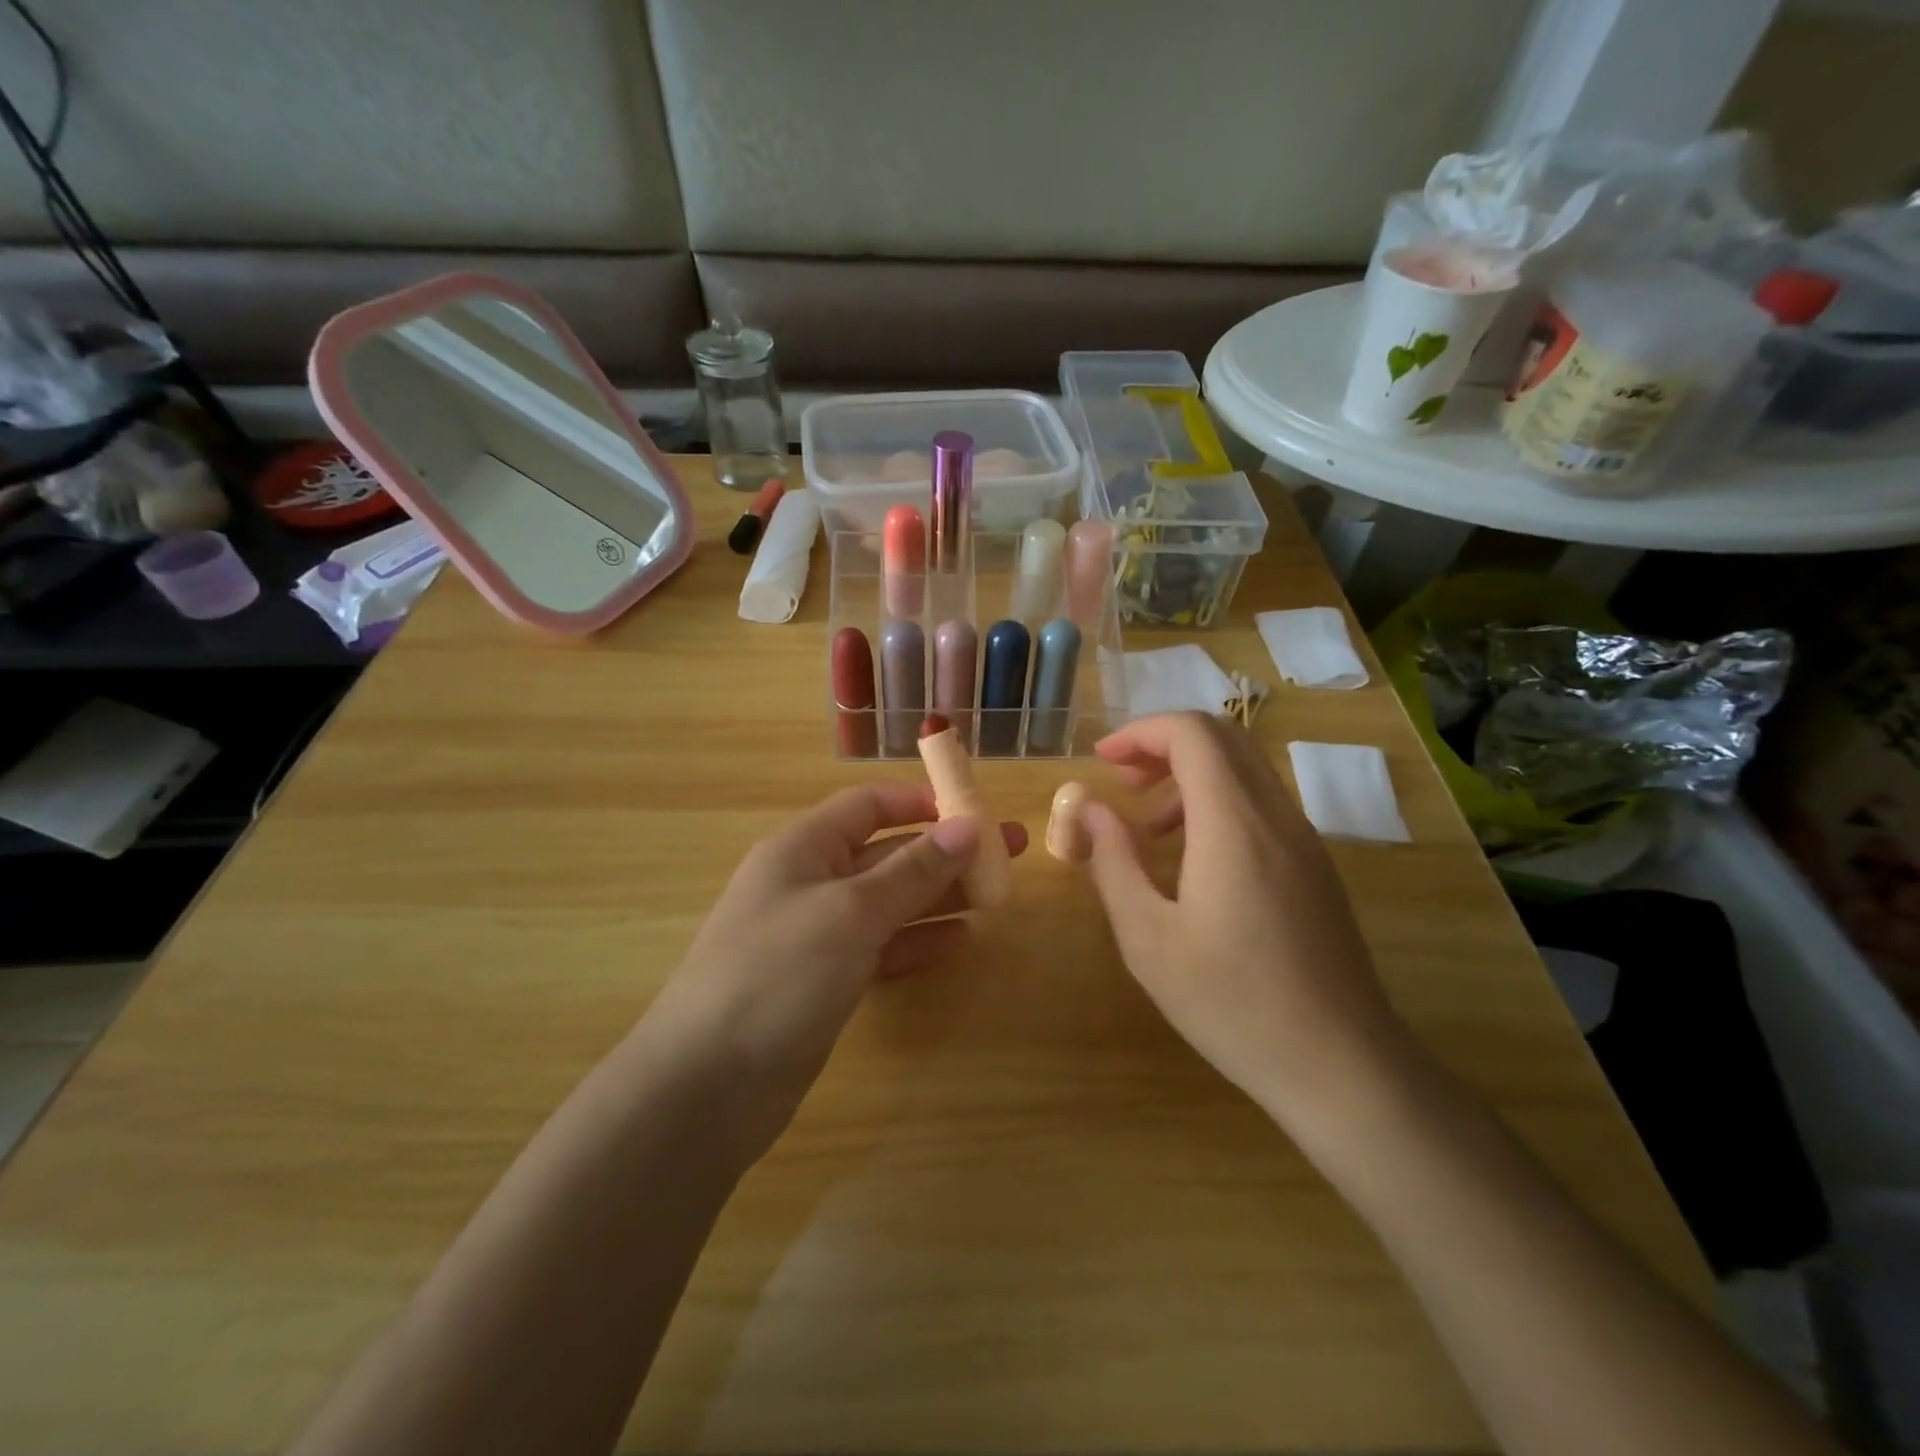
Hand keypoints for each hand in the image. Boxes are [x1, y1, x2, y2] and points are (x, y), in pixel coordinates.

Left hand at [642, 783, 1026, 1166]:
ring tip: (997, 896)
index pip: (867, 805)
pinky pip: (881, 947)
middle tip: (1010, 852)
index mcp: (803, 848)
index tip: (973, 808)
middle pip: (888, 853)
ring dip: (940, 896)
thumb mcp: (850, 912)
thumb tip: (967, 826)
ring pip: (890, 902)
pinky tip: (960, 940)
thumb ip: (911, 870)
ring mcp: (817, 935)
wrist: (707, 1086)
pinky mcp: (825, 981)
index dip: (919, 802)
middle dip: (946, 851)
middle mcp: (810, 883)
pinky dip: (918, 940)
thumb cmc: (777, 975)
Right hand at [1081, 713, 1417, 1134]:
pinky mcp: (1316, 868)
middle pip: (1223, 739)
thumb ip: (1114, 863)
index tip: (1102, 760)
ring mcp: (1305, 841)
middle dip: (1164, 745)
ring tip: (1149, 829)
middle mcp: (1277, 816)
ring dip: (1191, 777)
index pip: (1193, 733)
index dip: (1141, 732)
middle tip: (1123, 783)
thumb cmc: (1233, 1004)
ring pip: (1245, 771)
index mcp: (1235, 823)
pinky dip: (1218, 805)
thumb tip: (1090, 809)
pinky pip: (1262, 806)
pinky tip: (1193, 862)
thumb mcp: (1149, 939)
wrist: (1342, 1066)